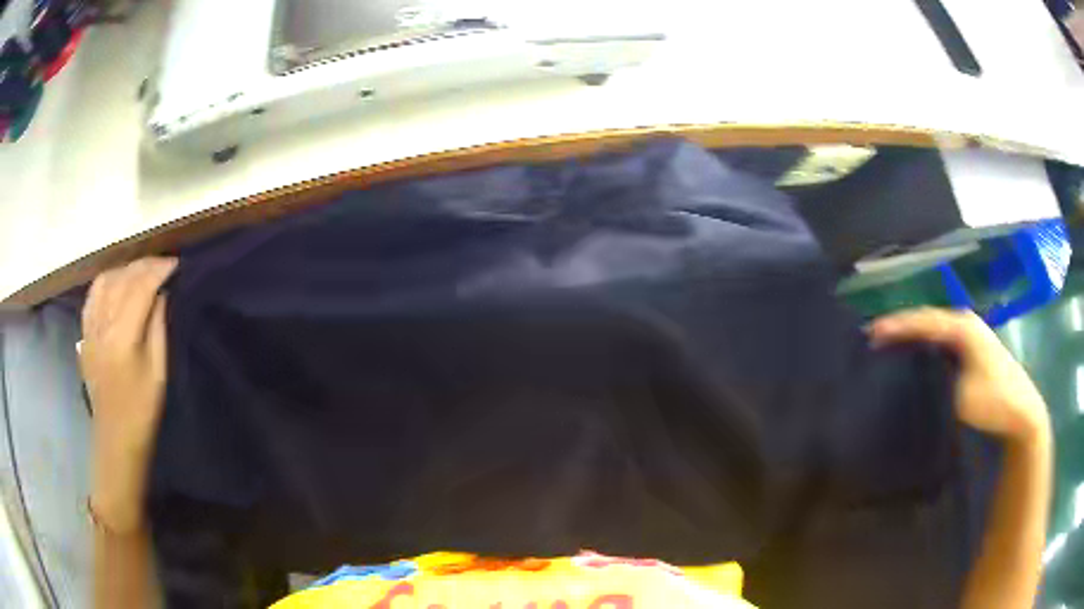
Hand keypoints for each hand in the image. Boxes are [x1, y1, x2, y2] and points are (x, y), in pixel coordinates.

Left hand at [82, 257, 176, 532]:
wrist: (115, 437)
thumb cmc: (142, 410)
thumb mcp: (158, 372)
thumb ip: (157, 327)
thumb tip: (162, 293)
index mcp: (122, 337)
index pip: (140, 287)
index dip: (159, 270)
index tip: (177, 265)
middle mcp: (102, 324)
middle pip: (122, 278)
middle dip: (145, 265)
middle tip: (164, 265)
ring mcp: (90, 327)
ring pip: (105, 279)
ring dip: (126, 269)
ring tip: (141, 271)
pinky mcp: (84, 332)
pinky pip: (93, 293)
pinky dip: (107, 280)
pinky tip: (117, 283)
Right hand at [870, 308, 1049, 445]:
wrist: (1022, 413)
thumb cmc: (993, 402)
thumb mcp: (960, 397)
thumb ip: (936, 382)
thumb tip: (912, 378)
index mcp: (962, 327)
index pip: (923, 320)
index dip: (897, 326)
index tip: (871, 333)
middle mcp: (967, 323)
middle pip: (929, 319)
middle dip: (904, 327)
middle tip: (877, 337)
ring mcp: (974, 334)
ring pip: (938, 329)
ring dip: (916, 335)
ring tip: (893, 344)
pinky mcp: (977, 349)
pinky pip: (945, 339)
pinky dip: (929, 344)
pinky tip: (920, 354)